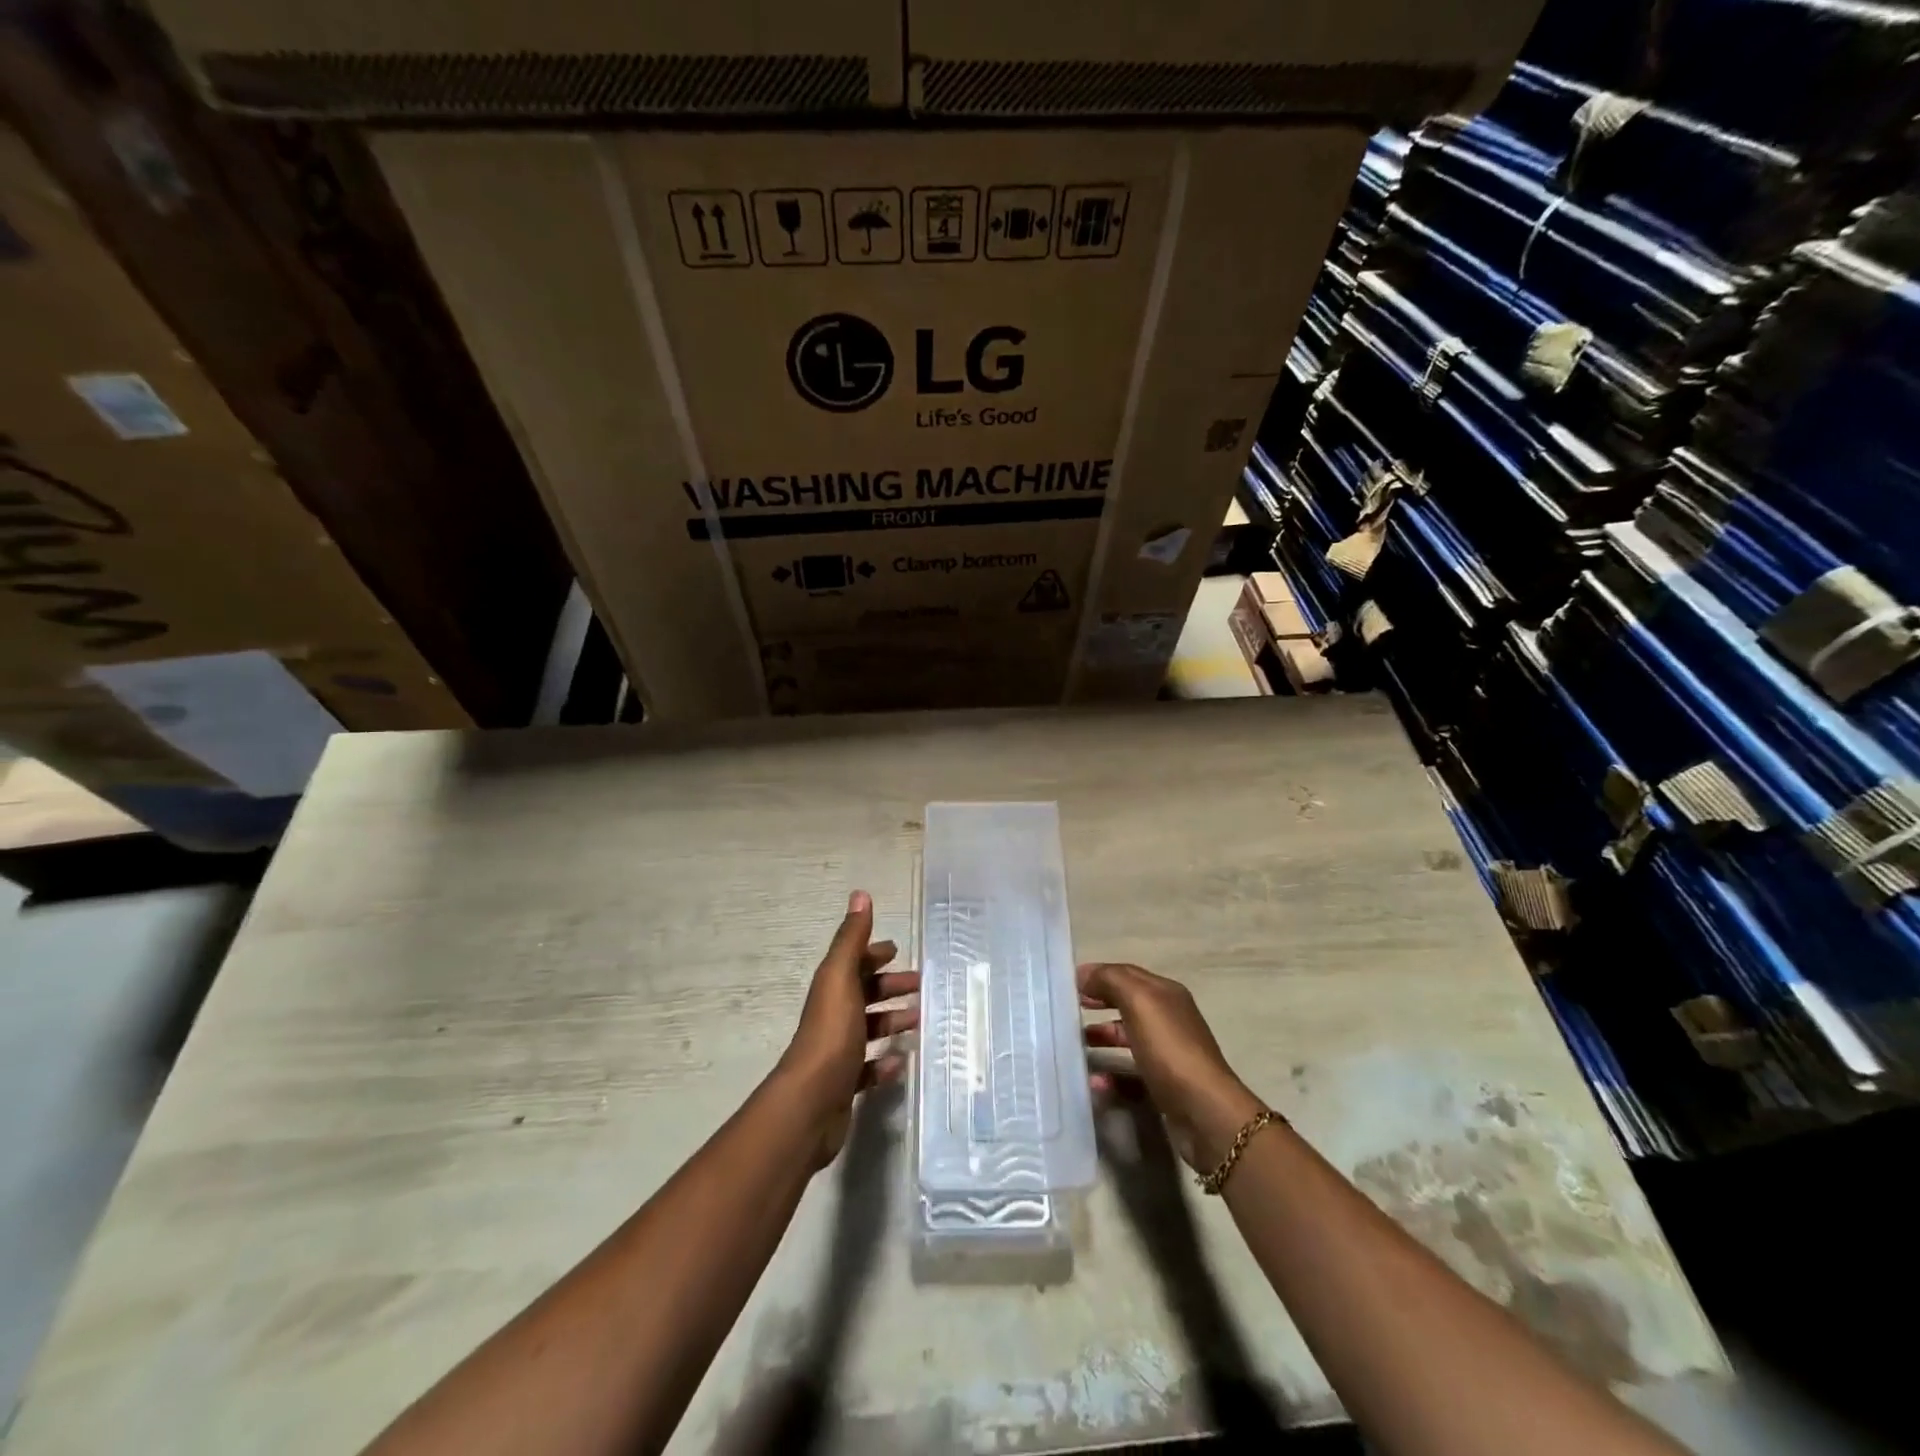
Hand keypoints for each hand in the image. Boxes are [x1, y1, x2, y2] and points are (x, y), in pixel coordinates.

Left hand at [777, 891, 918, 1167]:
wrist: (810, 1103)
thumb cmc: (831, 1034)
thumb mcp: (842, 979)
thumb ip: (852, 939)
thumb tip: (860, 893)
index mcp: (832, 989)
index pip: (854, 963)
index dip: (874, 954)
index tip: (898, 951)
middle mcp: (833, 1016)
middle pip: (864, 994)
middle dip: (890, 987)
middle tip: (922, 988)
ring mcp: (838, 1051)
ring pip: (868, 1029)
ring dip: (892, 1022)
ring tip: (920, 1022)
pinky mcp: (844, 1084)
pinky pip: (868, 1068)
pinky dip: (884, 1063)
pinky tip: (901, 1063)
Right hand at [1081, 962, 1265, 1171]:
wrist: (1205, 1113)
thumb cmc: (1170, 1050)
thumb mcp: (1139, 1002)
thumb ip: (1110, 981)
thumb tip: (1084, 973)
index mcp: (1166, 994)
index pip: (1127, 973)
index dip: (1098, 974)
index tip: (1068, 983)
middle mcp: (1169, 1019)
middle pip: (1128, 1003)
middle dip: (1099, 1002)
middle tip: (1069, 1009)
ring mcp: (1168, 1054)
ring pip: (1128, 1037)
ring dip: (1102, 1037)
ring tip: (1075, 1045)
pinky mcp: (1165, 1085)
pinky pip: (1131, 1073)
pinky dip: (1111, 1075)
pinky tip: (1095, 1082)